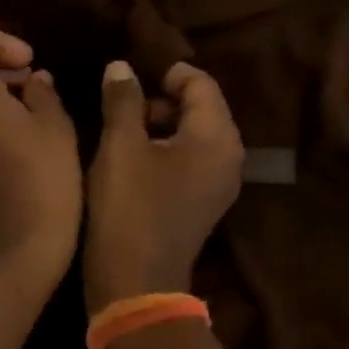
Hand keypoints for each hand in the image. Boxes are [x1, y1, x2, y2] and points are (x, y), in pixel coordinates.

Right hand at [83, 60, 243, 309]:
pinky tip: (135, 158)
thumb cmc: (129, 206)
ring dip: (163, 123)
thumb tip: (121, 66)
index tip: (132, 78)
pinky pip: (192, 159)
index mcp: (215, 137)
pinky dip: (168, 148)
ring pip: (196, 134)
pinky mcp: (205, 202)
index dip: (168, 73)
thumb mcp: (120, 146)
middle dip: (163, 98)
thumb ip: (122, 100)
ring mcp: (220, 183)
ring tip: (124, 130)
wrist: (135, 282)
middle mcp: (229, 156)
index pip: (201, 84)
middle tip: (124, 105)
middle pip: (203, 107)